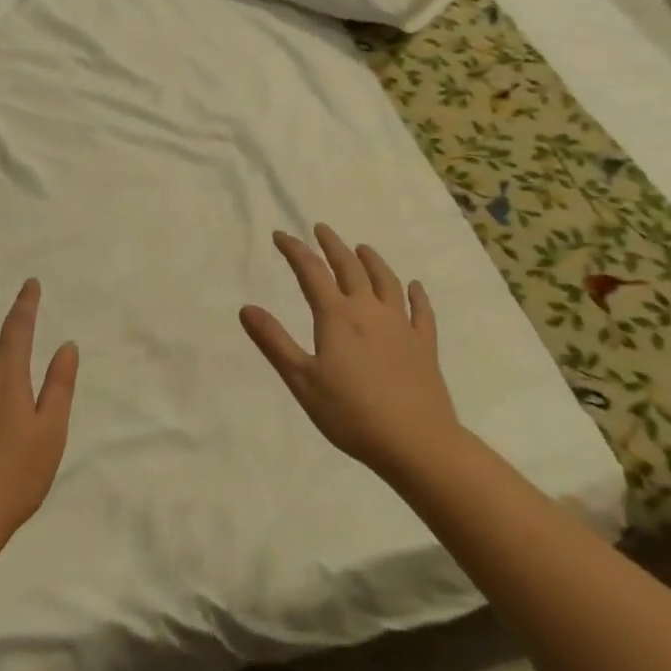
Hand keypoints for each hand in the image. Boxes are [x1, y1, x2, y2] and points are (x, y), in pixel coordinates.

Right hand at [239, 225, 460, 480]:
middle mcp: (370, 311)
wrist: (415, 441)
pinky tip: (414, 287)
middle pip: (350, 268)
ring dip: (372, 261)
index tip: (280, 235)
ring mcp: (401, 326)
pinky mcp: (424, 345)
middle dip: (332, 245)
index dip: (294, 250)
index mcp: (337, 317)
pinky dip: (416, 295)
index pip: (311, 272)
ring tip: (362, 248)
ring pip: (386, 282)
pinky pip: (421, 312)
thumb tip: (246, 308)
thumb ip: (274, 342)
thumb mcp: (301, 380)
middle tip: (321, 229)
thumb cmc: (350, 413)